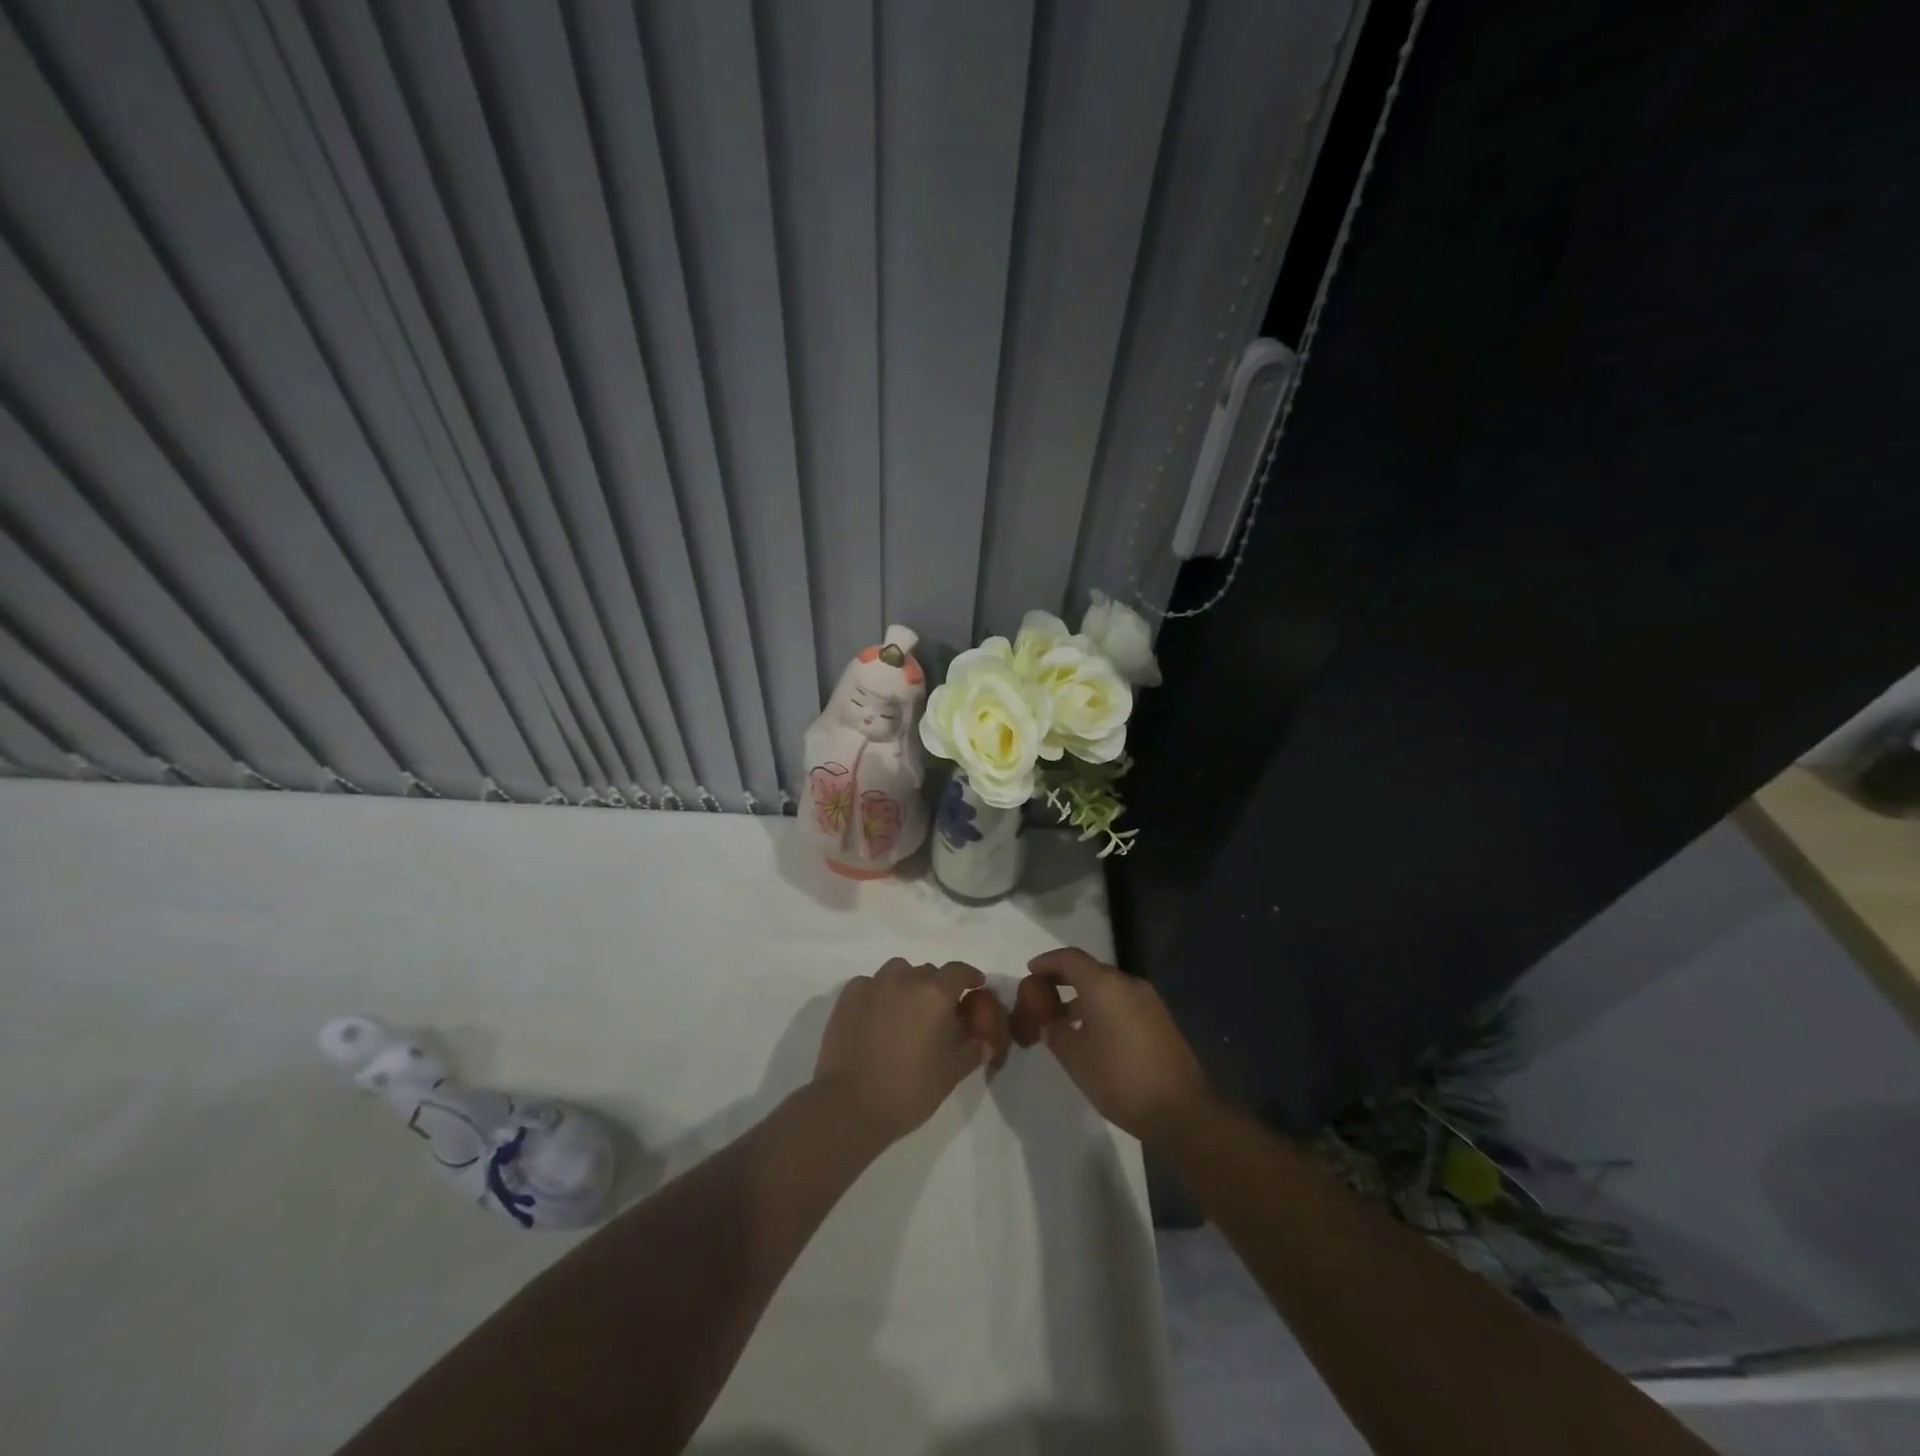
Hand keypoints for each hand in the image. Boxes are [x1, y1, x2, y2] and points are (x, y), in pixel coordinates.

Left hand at [813, 959, 993, 1146]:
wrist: (850, 1105)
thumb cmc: (909, 1089)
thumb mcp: (951, 1073)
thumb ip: (972, 1051)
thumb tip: (984, 1042)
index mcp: (935, 993)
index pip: (958, 971)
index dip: (970, 976)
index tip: (976, 985)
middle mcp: (905, 979)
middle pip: (928, 972)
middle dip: (937, 987)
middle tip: (939, 1013)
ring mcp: (873, 985)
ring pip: (898, 972)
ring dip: (907, 984)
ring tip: (906, 1010)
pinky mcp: (847, 997)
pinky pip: (870, 984)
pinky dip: (879, 994)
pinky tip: (877, 1016)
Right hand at [1030, 947, 1212, 1142]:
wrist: (1181, 1110)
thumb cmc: (1120, 1079)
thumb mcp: (1076, 1059)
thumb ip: (1056, 1034)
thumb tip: (1051, 1024)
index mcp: (1105, 986)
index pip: (1069, 959)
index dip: (1047, 962)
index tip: (1030, 971)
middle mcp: (1128, 984)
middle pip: (1090, 970)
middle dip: (1064, 979)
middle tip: (1042, 996)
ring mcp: (1148, 1001)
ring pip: (1108, 988)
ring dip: (1083, 997)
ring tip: (1063, 1021)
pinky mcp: (1160, 1020)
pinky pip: (1123, 1002)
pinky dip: (1102, 1008)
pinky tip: (1092, 1034)